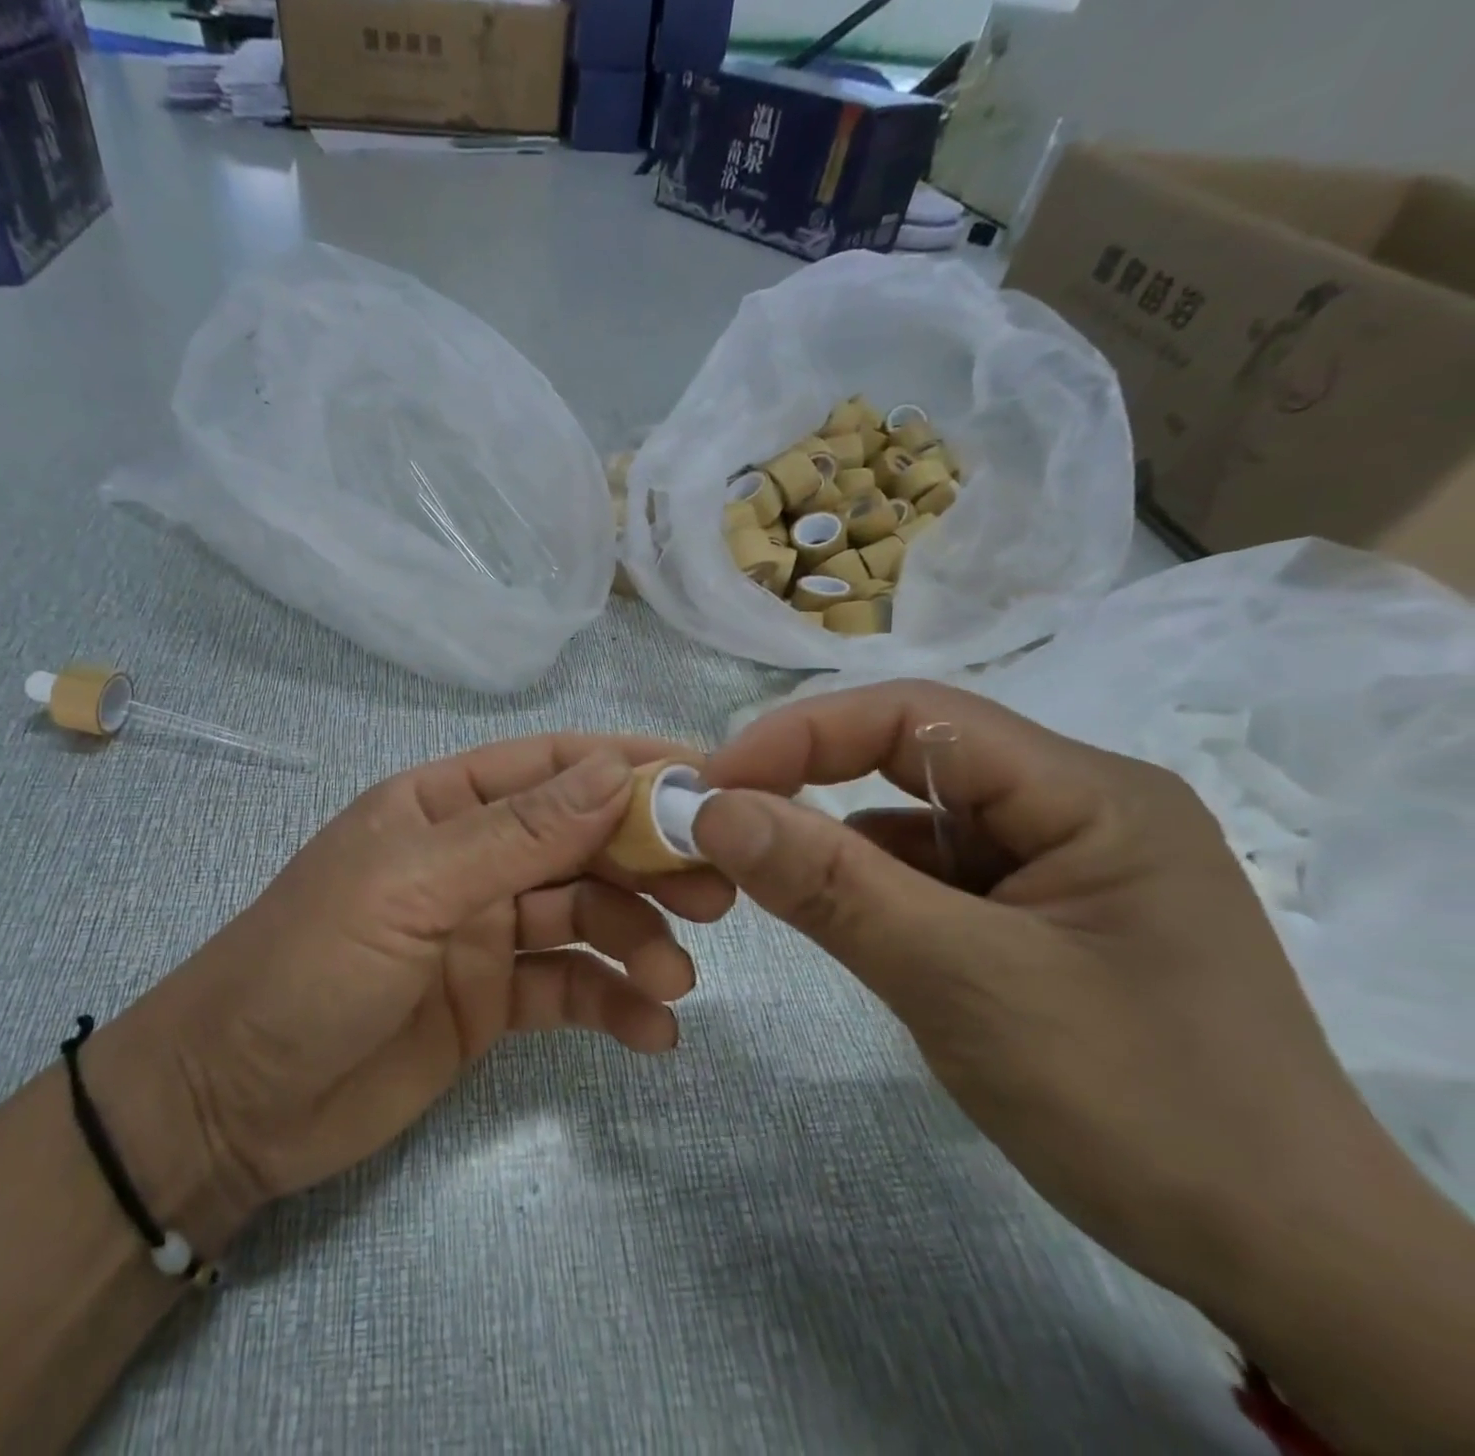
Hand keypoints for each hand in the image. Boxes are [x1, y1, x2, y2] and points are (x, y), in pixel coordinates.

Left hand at [136, 736, 733, 1242]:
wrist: (234, 1105)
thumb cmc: (311, 968)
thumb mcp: (412, 888)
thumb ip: (518, 834)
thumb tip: (614, 771)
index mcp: (444, 807)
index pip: (551, 767)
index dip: (626, 766)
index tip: (706, 782)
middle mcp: (472, 859)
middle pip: (581, 841)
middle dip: (648, 859)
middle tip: (715, 892)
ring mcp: (485, 931)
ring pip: (585, 915)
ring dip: (638, 939)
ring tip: (674, 978)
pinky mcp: (493, 1000)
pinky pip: (569, 988)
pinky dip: (614, 1003)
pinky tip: (653, 1031)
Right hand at [690, 681, 1412, 1310]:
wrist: (1282, 1264)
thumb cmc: (1137, 1108)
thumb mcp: (961, 983)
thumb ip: (831, 886)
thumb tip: (713, 810)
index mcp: (1089, 793)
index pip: (917, 716)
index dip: (802, 734)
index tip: (713, 784)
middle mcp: (1074, 807)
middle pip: (913, 758)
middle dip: (809, 781)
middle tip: (719, 820)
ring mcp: (1055, 863)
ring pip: (913, 821)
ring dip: (834, 841)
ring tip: (761, 873)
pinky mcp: (1034, 916)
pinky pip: (928, 875)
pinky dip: (868, 887)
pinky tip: (838, 918)